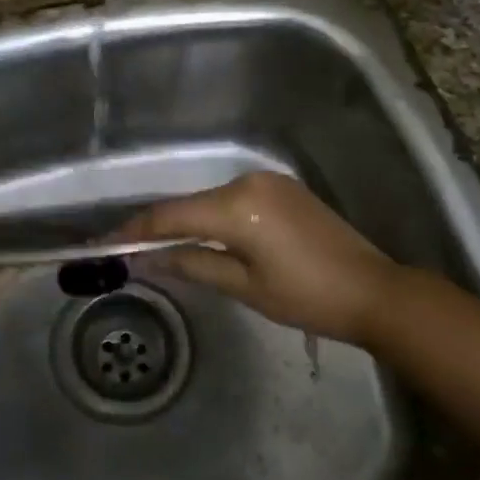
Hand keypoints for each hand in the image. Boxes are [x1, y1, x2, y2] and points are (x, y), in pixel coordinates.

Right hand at [125, 172, 414, 344]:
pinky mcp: (283, 188)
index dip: (135, 229)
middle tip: (129, 249)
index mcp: (237, 206)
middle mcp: (247, 182)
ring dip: (187, 221)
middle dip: (158, 226)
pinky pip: (233, 199)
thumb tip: (147, 260)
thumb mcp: (244, 287)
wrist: (375, 291)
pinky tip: (204, 236)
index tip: (104, 242)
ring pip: (210, 200)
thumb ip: (192, 265)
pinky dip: (214, 216)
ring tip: (160, 247)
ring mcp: (268, 181)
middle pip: (189, 205)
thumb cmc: (307, 298)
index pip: (172, 215)